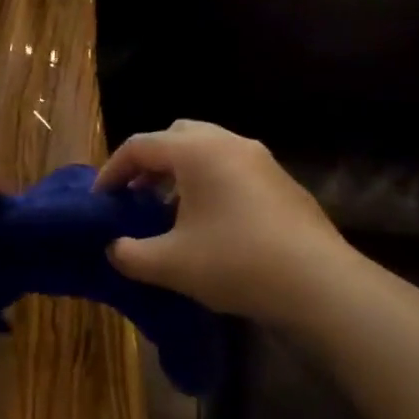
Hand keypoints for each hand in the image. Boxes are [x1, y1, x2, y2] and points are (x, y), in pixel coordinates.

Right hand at [94, 120, 352, 324]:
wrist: (318, 283)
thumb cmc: (235, 262)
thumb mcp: (170, 264)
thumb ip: (130, 254)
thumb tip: (115, 248)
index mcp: (197, 151)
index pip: (140, 145)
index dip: (113, 171)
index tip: (101, 201)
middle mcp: (229, 143)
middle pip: (177, 136)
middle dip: (150, 162)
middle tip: (135, 195)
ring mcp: (261, 159)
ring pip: (208, 149)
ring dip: (181, 171)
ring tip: (169, 210)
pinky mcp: (281, 181)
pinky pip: (233, 167)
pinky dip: (210, 181)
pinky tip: (210, 222)